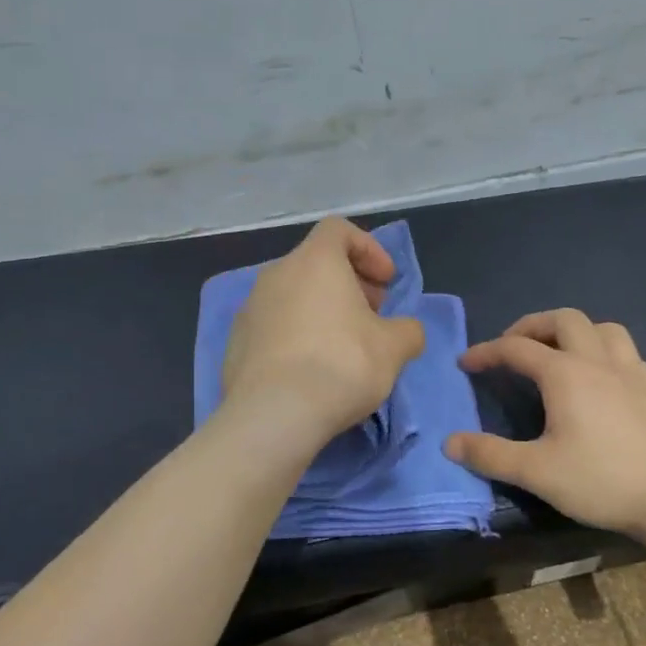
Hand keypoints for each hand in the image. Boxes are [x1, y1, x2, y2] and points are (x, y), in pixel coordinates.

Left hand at [222, 217, 426, 442]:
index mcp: (314, 261)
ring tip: (344, 347)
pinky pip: (274, 326)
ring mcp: (250, 308)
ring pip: (294, 296)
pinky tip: (311, 371)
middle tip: (372, 317)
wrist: (273, 415)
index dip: (369, 249)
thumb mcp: (394, 348)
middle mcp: (276, 274)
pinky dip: (296, 336)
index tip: (386, 282)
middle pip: (316, 264)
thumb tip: (406, 331)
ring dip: (322, 311)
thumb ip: (408, 330)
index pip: (339, 230)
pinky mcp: (237, 343)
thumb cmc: (341, 365)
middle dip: (349, 284)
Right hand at [443, 310, 645, 543]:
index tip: (466, 363)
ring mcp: (631, 372)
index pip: (516, 348)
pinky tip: (600, 377)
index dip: (487, 352)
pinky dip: (603, 350)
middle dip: (531, 326)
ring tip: (557, 353)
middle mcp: (598, 361)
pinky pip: (626, 351)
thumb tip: (450, 442)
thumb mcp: (536, 472)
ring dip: (573, 331)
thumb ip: (490, 455)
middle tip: (512, 347)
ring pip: (601, 327)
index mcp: (566, 374)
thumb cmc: (602, 480)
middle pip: (563, 320)